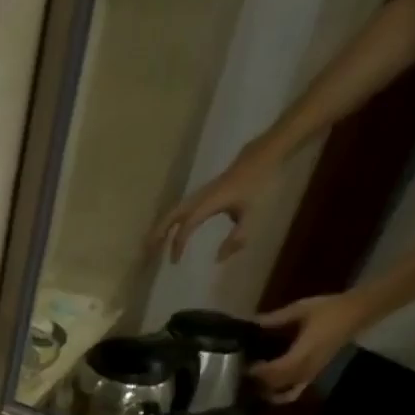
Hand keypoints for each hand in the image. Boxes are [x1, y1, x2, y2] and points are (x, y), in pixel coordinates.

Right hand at [146, 154, 279, 263]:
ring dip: (162, 226)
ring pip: (175, 210)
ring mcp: (202, 192)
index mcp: (209, 203)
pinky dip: (172, 220)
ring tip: (153, 244)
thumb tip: (218, 259)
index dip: (178, 244)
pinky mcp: (206, 191)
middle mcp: (201, 196)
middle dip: (158, 233)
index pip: (186, 226)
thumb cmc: (261, 183)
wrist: (267, 152)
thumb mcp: (252, 214)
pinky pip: (183, 207)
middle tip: (147, 252)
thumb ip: (236, 238)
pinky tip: (172, 230)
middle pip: (172, 214)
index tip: (174, 262)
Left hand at [249, 292, 371, 402]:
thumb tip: (252, 322)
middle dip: (258, 380)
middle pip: (277, 383)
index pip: (276, 370)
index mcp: (303, 352)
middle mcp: (306, 368)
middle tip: (243, 371)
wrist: (357, 312)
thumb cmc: (330, 309)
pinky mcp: (313, 375)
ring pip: (283, 391)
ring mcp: (310, 374)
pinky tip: (269, 392)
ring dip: (266, 389)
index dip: (259, 371)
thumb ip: (276, 318)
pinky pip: (294, 392)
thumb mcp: (301, 309)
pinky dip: (281, 396)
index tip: (244, 365)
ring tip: (253, 381)